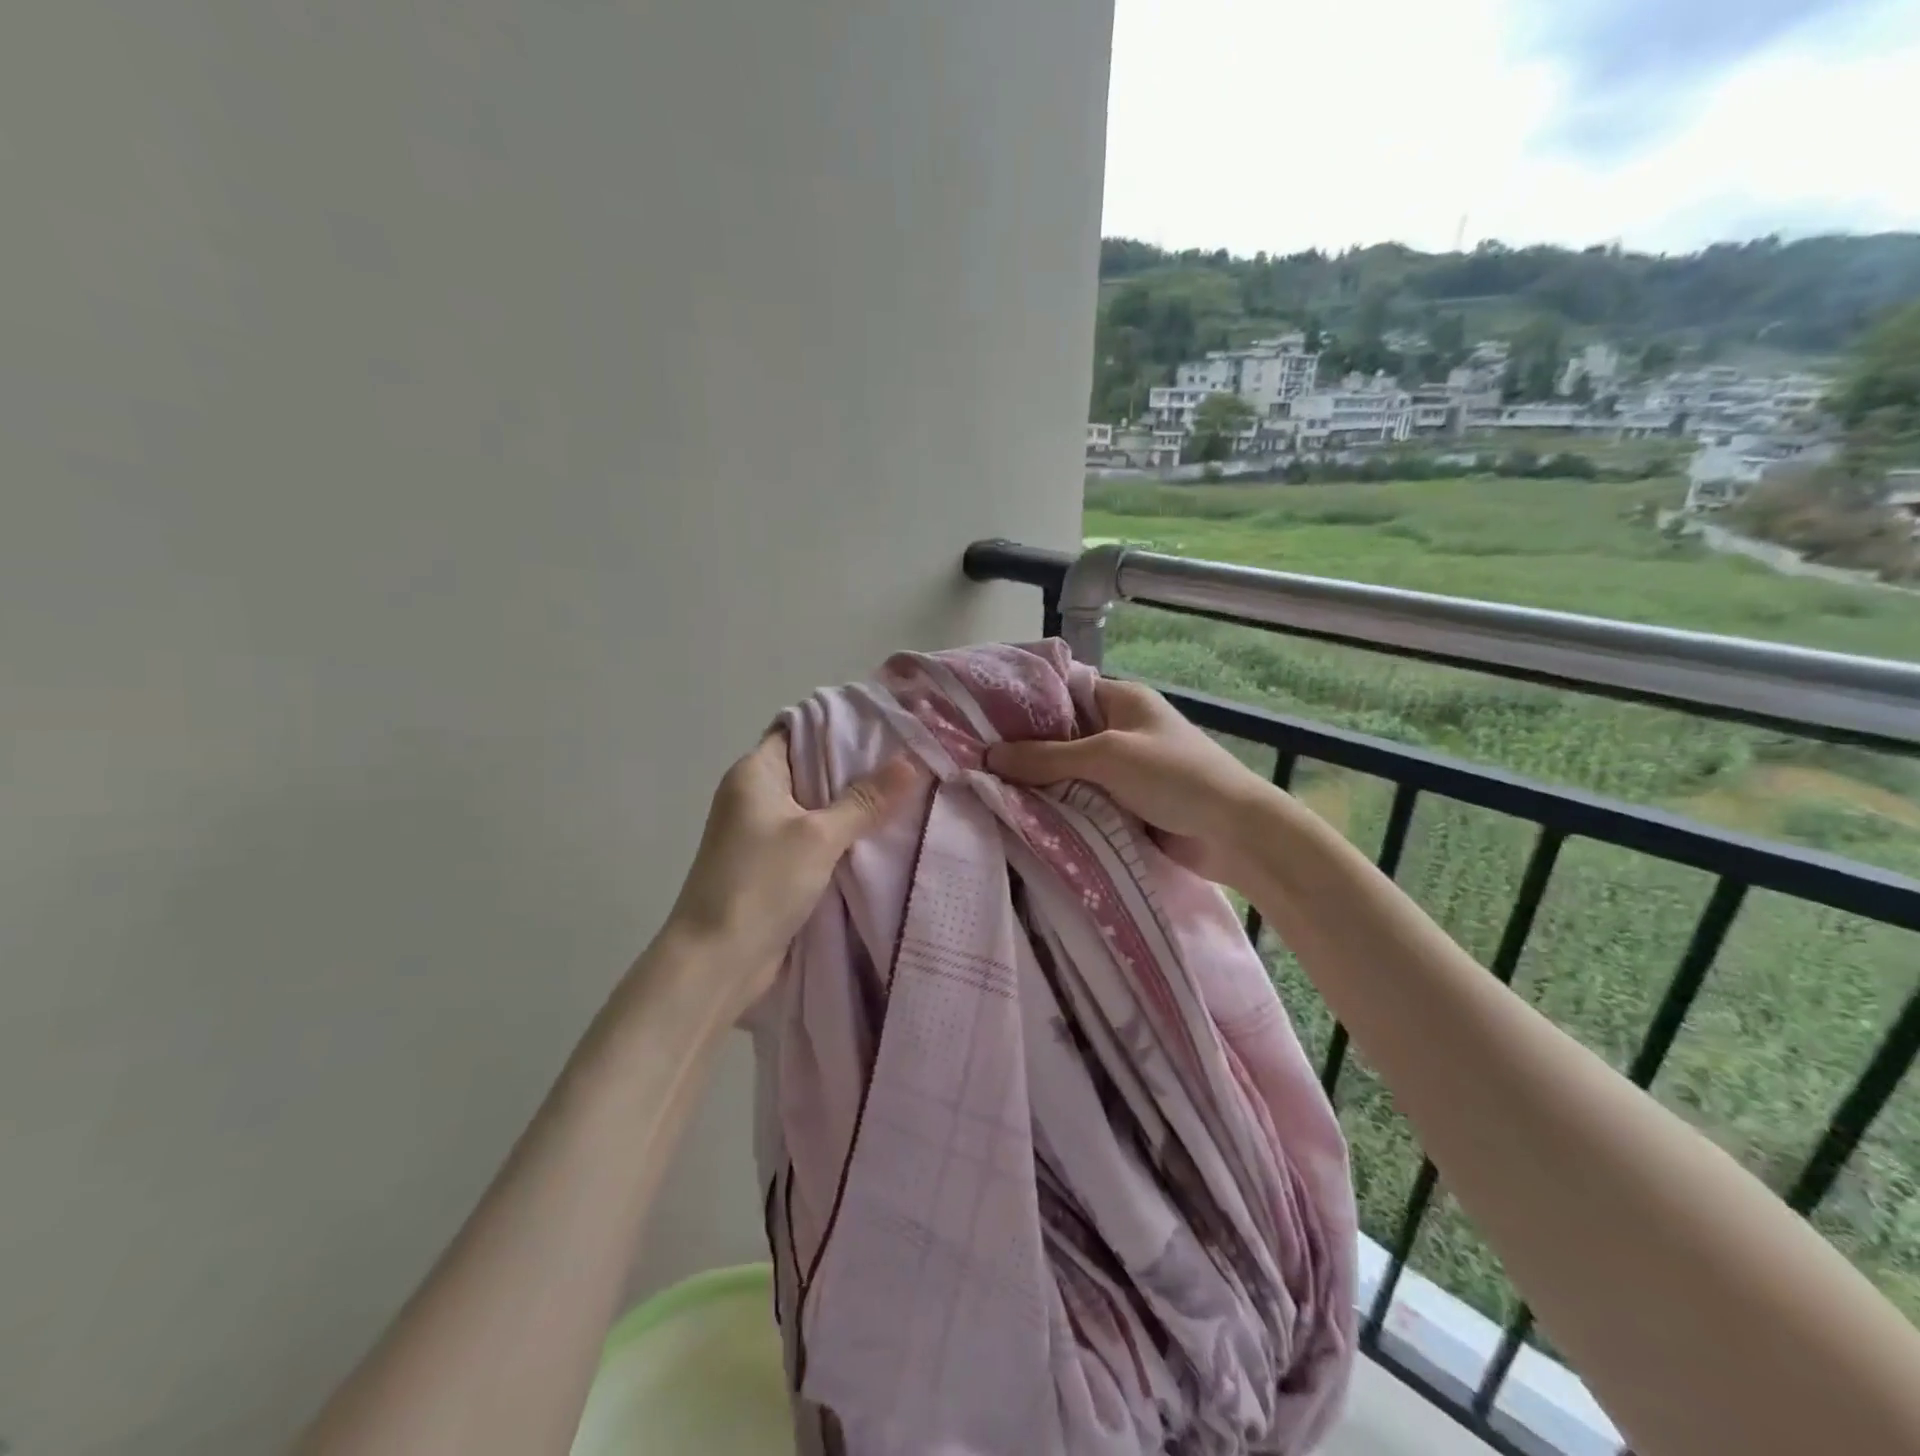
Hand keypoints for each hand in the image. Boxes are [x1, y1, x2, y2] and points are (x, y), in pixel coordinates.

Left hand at [659, 731, 919, 1013]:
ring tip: (910, 789)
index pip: (801, 729)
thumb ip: (865, 800)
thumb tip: (911, 761)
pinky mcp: (776, 865)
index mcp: (755, 773)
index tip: (889, 723)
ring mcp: (764, 832)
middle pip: (814, 767)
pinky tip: (885, 833)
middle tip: (912, 757)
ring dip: (856, 804)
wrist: (717, 962)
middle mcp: (757, 795)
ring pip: (819, 806)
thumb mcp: (819, 836)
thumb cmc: (760, 884)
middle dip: (859, 766)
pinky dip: (845, 835)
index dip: (842, 724)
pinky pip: (817, 837)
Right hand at [987, 678, 1275, 885]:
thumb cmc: (1174, 777)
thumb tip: (988, 756)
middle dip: (1026, 750)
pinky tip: (1022, 815)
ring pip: (1069, 772)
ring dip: (1041, 784)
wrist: (1234, 834)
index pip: (1063, 692)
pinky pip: (1082, 799)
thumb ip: (1047, 757)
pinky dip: (1059, 807)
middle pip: (1062, 735)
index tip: (981, 719)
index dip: (1025, 704)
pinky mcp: (1125, 804)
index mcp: (1122, 700)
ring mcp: (1123, 769)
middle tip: (977, 761)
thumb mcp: (1107, 757)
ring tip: (989, 790)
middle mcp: (1120, 729)